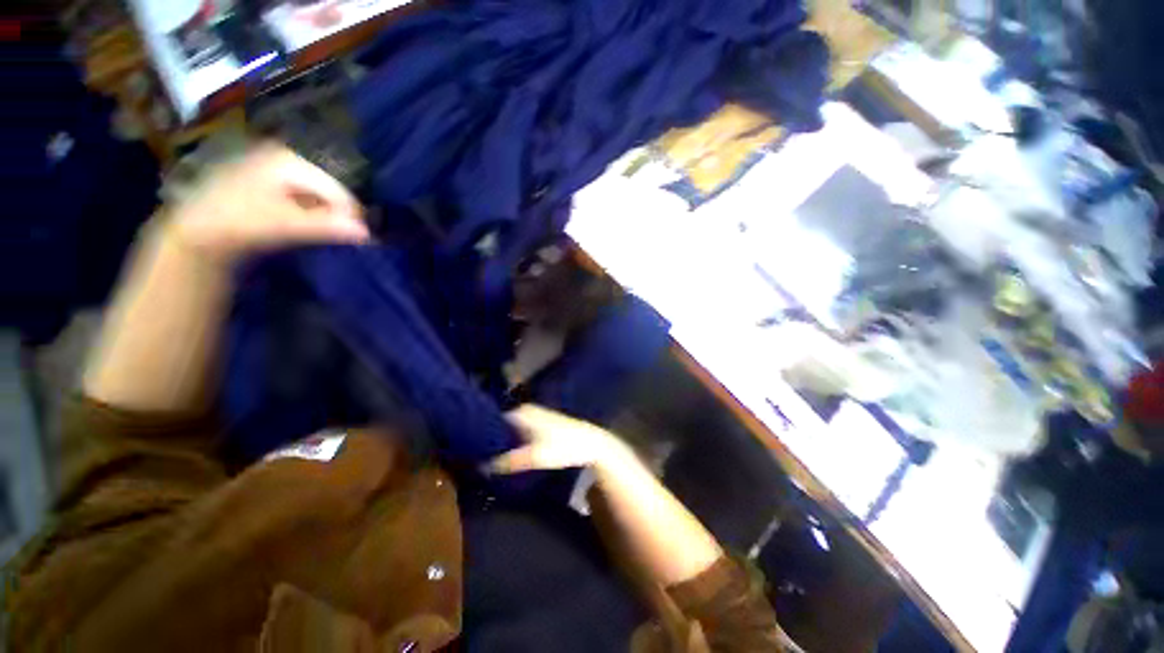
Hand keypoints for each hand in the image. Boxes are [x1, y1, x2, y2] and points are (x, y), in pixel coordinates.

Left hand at [166, 144, 368, 264]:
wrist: (193, 231)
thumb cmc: (238, 221)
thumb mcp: (284, 224)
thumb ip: (326, 226)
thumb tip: (368, 233)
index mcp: (288, 160)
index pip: (335, 189)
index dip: (350, 214)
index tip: (362, 239)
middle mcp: (283, 157)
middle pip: (326, 190)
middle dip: (337, 214)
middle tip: (344, 238)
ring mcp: (274, 168)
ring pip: (315, 195)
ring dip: (325, 216)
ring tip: (328, 235)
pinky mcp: (267, 182)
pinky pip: (302, 198)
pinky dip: (311, 214)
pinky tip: (308, 228)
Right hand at [488, 404, 633, 473]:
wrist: (590, 442)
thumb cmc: (563, 447)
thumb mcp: (535, 456)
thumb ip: (509, 461)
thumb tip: (481, 467)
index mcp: (520, 413)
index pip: (490, 421)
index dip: (480, 435)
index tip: (468, 451)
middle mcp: (524, 410)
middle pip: (498, 425)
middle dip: (489, 440)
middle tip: (475, 459)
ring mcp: (532, 416)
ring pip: (508, 429)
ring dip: (500, 442)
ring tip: (487, 460)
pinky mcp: (539, 424)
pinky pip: (517, 432)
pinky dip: (511, 441)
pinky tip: (507, 456)